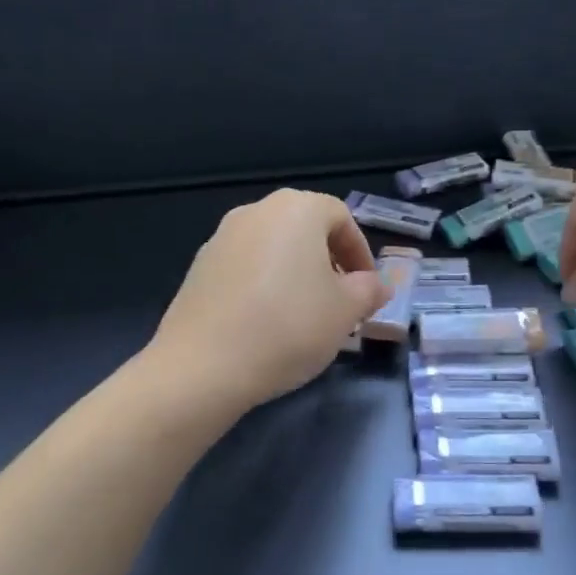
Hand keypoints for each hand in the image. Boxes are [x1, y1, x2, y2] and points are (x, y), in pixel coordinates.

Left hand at [148, 189, 390, 411]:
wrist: (203, 365)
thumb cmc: (288, 327)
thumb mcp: (346, 311)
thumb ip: (369, 290)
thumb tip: (377, 284)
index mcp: (296, 209)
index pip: (341, 217)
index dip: (360, 252)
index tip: (366, 289)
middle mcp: (256, 212)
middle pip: (304, 229)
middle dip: (328, 263)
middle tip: (340, 302)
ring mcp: (221, 238)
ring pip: (274, 249)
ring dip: (295, 274)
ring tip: (304, 317)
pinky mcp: (198, 267)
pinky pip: (245, 268)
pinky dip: (263, 286)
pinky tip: (266, 324)